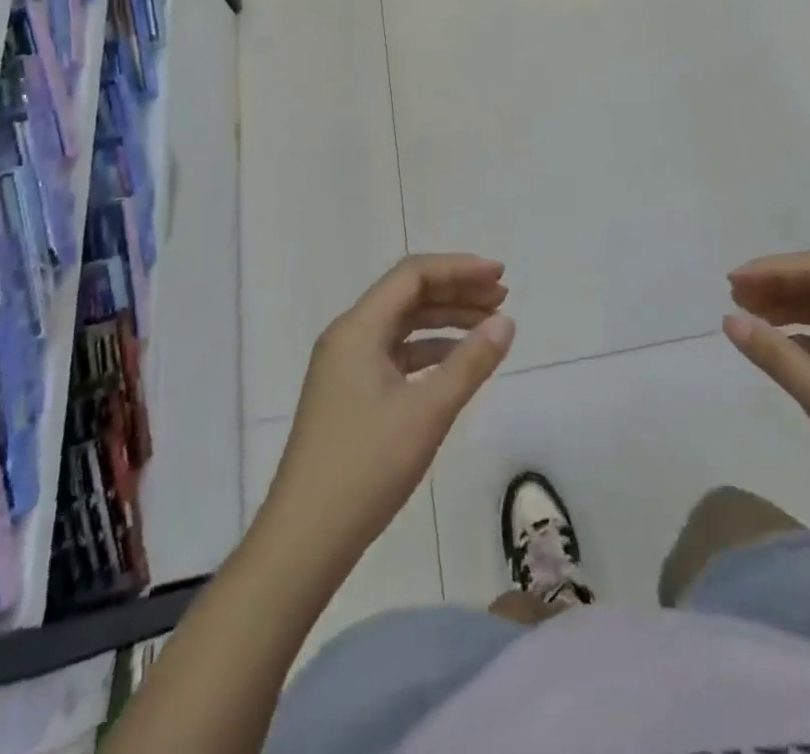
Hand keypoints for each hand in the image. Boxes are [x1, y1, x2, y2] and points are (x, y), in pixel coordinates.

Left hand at [265, 255, 514, 569]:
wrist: (304, 541)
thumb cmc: (366, 468)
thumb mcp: (427, 412)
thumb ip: (470, 362)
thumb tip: (505, 322)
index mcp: (357, 329)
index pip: (413, 275)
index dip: (459, 268)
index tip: (500, 275)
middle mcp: (348, 337)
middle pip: (408, 295)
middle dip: (456, 291)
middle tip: (502, 298)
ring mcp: (346, 366)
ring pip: (403, 325)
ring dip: (446, 320)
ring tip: (489, 326)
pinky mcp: (350, 393)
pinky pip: (395, 354)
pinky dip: (429, 350)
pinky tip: (457, 363)